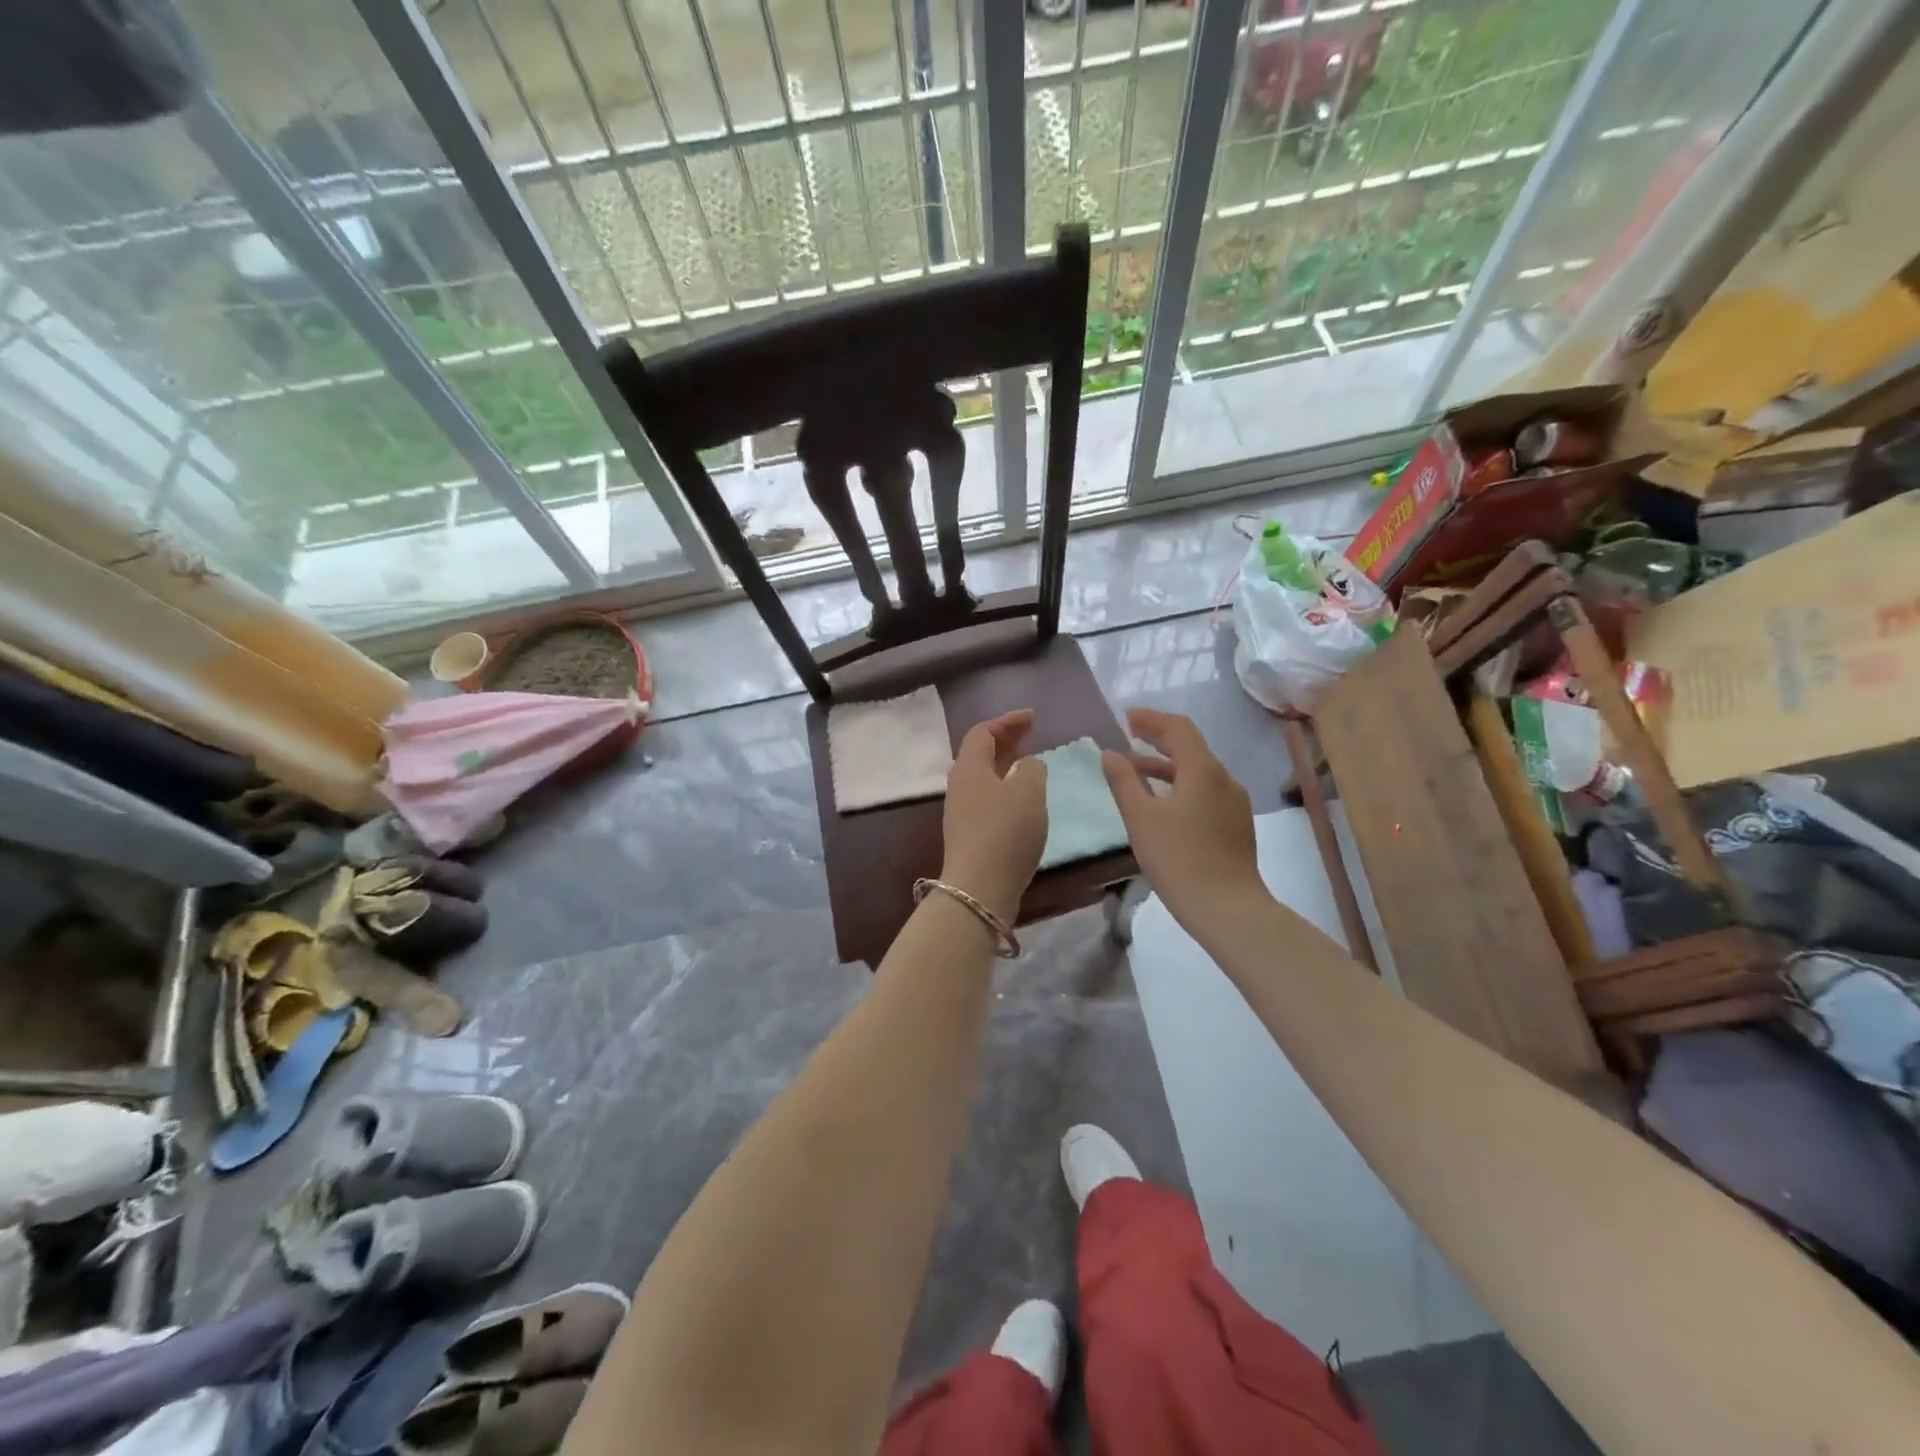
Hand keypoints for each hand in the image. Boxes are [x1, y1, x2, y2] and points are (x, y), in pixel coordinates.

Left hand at [941, 710, 1048, 921]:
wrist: (979, 888)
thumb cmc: (1005, 831)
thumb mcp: (1028, 791)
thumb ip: (1032, 769)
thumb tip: (1027, 764)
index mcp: (969, 767)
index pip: (983, 732)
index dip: (1007, 721)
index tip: (1032, 718)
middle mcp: (959, 785)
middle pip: (980, 753)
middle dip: (1006, 740)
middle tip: (1031, 734)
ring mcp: (961, 812)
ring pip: (983, 777)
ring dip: (1005, 765)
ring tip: (1029, 764)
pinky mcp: (969, 835)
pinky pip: (987, 798)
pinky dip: (1005, 788)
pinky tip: (1022, 800)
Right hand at [1102, 708, 1262, 930]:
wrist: (1227, 908)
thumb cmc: (1178, 859)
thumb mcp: (1140, 818)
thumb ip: (1123, 781)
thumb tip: (1110, 753)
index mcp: (1203, 770)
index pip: (1178, 728)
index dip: (1151, 719)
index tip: (1126, 718)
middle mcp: (1224, 778)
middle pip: (1191, 747)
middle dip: (1158, 739)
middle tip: (1129, 736)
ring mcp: (1235, 802)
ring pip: (1198, 771)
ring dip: (1167, 765)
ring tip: (1137, 772)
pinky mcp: (1236, 824)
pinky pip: (1206, 790)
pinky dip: (1181, 785)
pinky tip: (1164, 803)